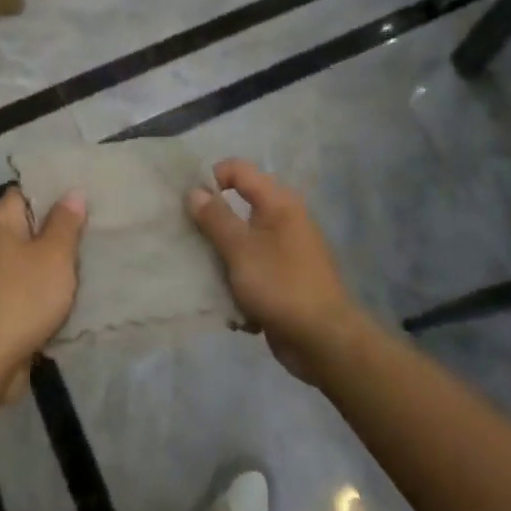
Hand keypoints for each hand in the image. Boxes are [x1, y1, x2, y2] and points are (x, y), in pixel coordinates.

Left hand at [0, 187, 85, 398]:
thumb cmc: (21, 298)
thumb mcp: (53, 256)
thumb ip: (65, 223)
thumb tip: (72, 191)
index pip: (25, 192)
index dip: (53, 191)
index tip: (83, 195)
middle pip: (28, 227)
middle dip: (59, 230)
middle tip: (95, 228)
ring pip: (28, 261)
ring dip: (53, 264)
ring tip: (89, 260)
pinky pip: (24, 288)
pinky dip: (44, 290)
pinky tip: (70, 295)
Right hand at [187, 160, 365, 385]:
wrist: (323, 340)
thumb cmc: (279, 284)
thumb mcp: (240, 248)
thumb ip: (215, 218)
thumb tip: (195, 190)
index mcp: (278, 202)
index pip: (238, 170)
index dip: (211, 178)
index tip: (188, 204)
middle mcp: (284, 219)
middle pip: (239, 206)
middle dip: (212, 222)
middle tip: (187, 238)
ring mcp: (286, 250)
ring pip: (243, 241)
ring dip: (222, 255)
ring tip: (200, 270)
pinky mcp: (284, 279)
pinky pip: (252, 268)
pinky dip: (238, 279)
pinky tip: (225, 298)